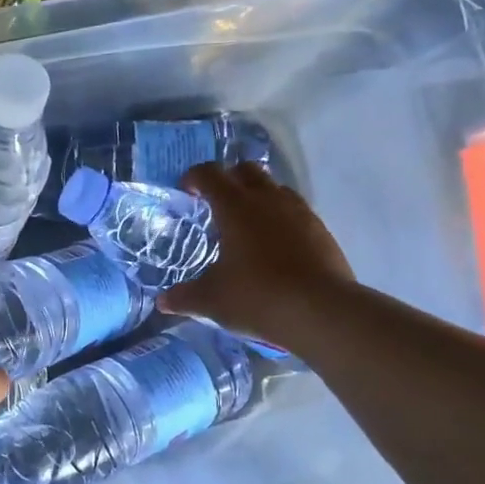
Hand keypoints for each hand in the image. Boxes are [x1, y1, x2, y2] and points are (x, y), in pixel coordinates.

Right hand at [159, 163, 354, 349]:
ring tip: (247, 226)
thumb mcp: (211, 300)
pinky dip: (281, 220)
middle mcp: (268, 200)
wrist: (321, 312)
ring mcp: (300, 213)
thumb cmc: (256, 297)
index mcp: (235, 207)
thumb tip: (163, 302)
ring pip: (275, 189)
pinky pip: (296, 213)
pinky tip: (275, 248)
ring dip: (258, 198)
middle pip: (246, 171)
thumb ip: (184, 297)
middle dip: (229, 180)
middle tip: (216, 204)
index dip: (194, 177)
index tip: (186, 190)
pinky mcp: (321, 231)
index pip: (210, 174)